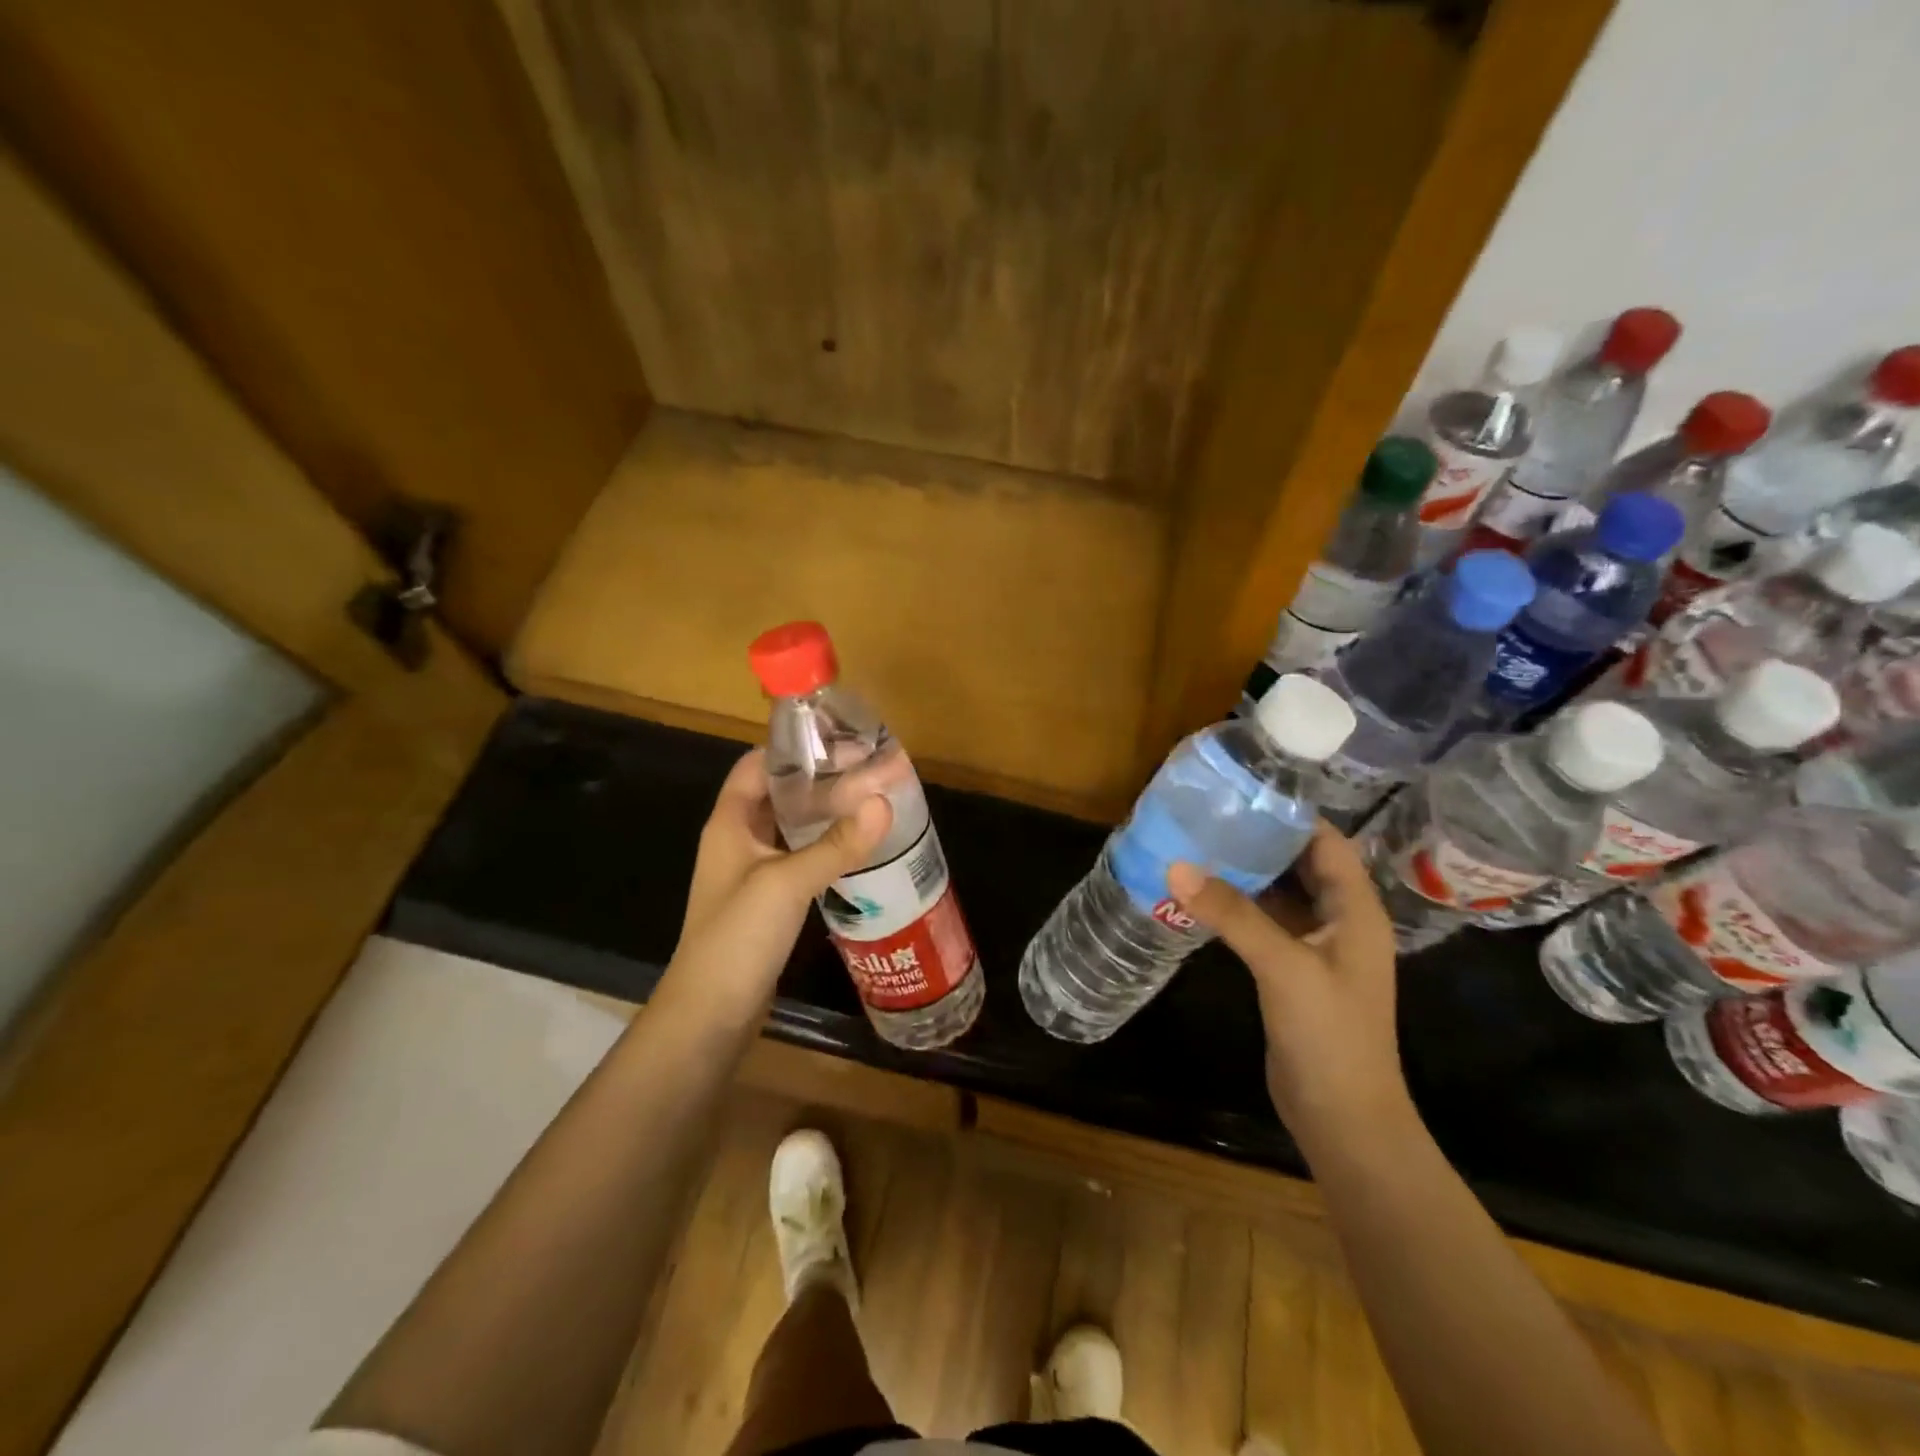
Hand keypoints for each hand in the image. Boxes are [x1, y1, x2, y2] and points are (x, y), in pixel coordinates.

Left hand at [661, 749, 891, 1021]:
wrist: (710, 1015)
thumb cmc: (736, 938)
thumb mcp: (786, 884)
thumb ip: (835, 844)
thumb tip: (884, 801)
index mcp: (731, 822)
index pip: (758, 764)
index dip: (793, 747)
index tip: (840, 739)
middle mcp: (741, 840)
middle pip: (782, 794)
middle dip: (823, 779)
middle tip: (872, 768)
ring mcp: (755, 872)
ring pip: (794, 827)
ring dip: (828, 813)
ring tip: (874, 800)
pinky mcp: (771, 901)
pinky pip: (802, 858)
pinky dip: (828, 846)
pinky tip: (860, 847)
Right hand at [1168, 823, 1412, 1157]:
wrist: (1343, 1118)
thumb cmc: (1329, 1036)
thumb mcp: (1283, 967)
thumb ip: (1233, 914)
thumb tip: (1177, 866)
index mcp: (1355, 910)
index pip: (1325, 842)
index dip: (1289, 815)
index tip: (1240, 792)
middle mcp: (1339, 921)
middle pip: (1300, 864)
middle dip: (1258, 839)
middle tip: (1207, 815)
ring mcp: (1315, 948)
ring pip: (1279, 894)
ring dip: (1244, 873)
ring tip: (1197, 844)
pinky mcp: (1291, 971)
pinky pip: (1264, 924)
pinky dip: (1237, 907)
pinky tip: (1201, 895)